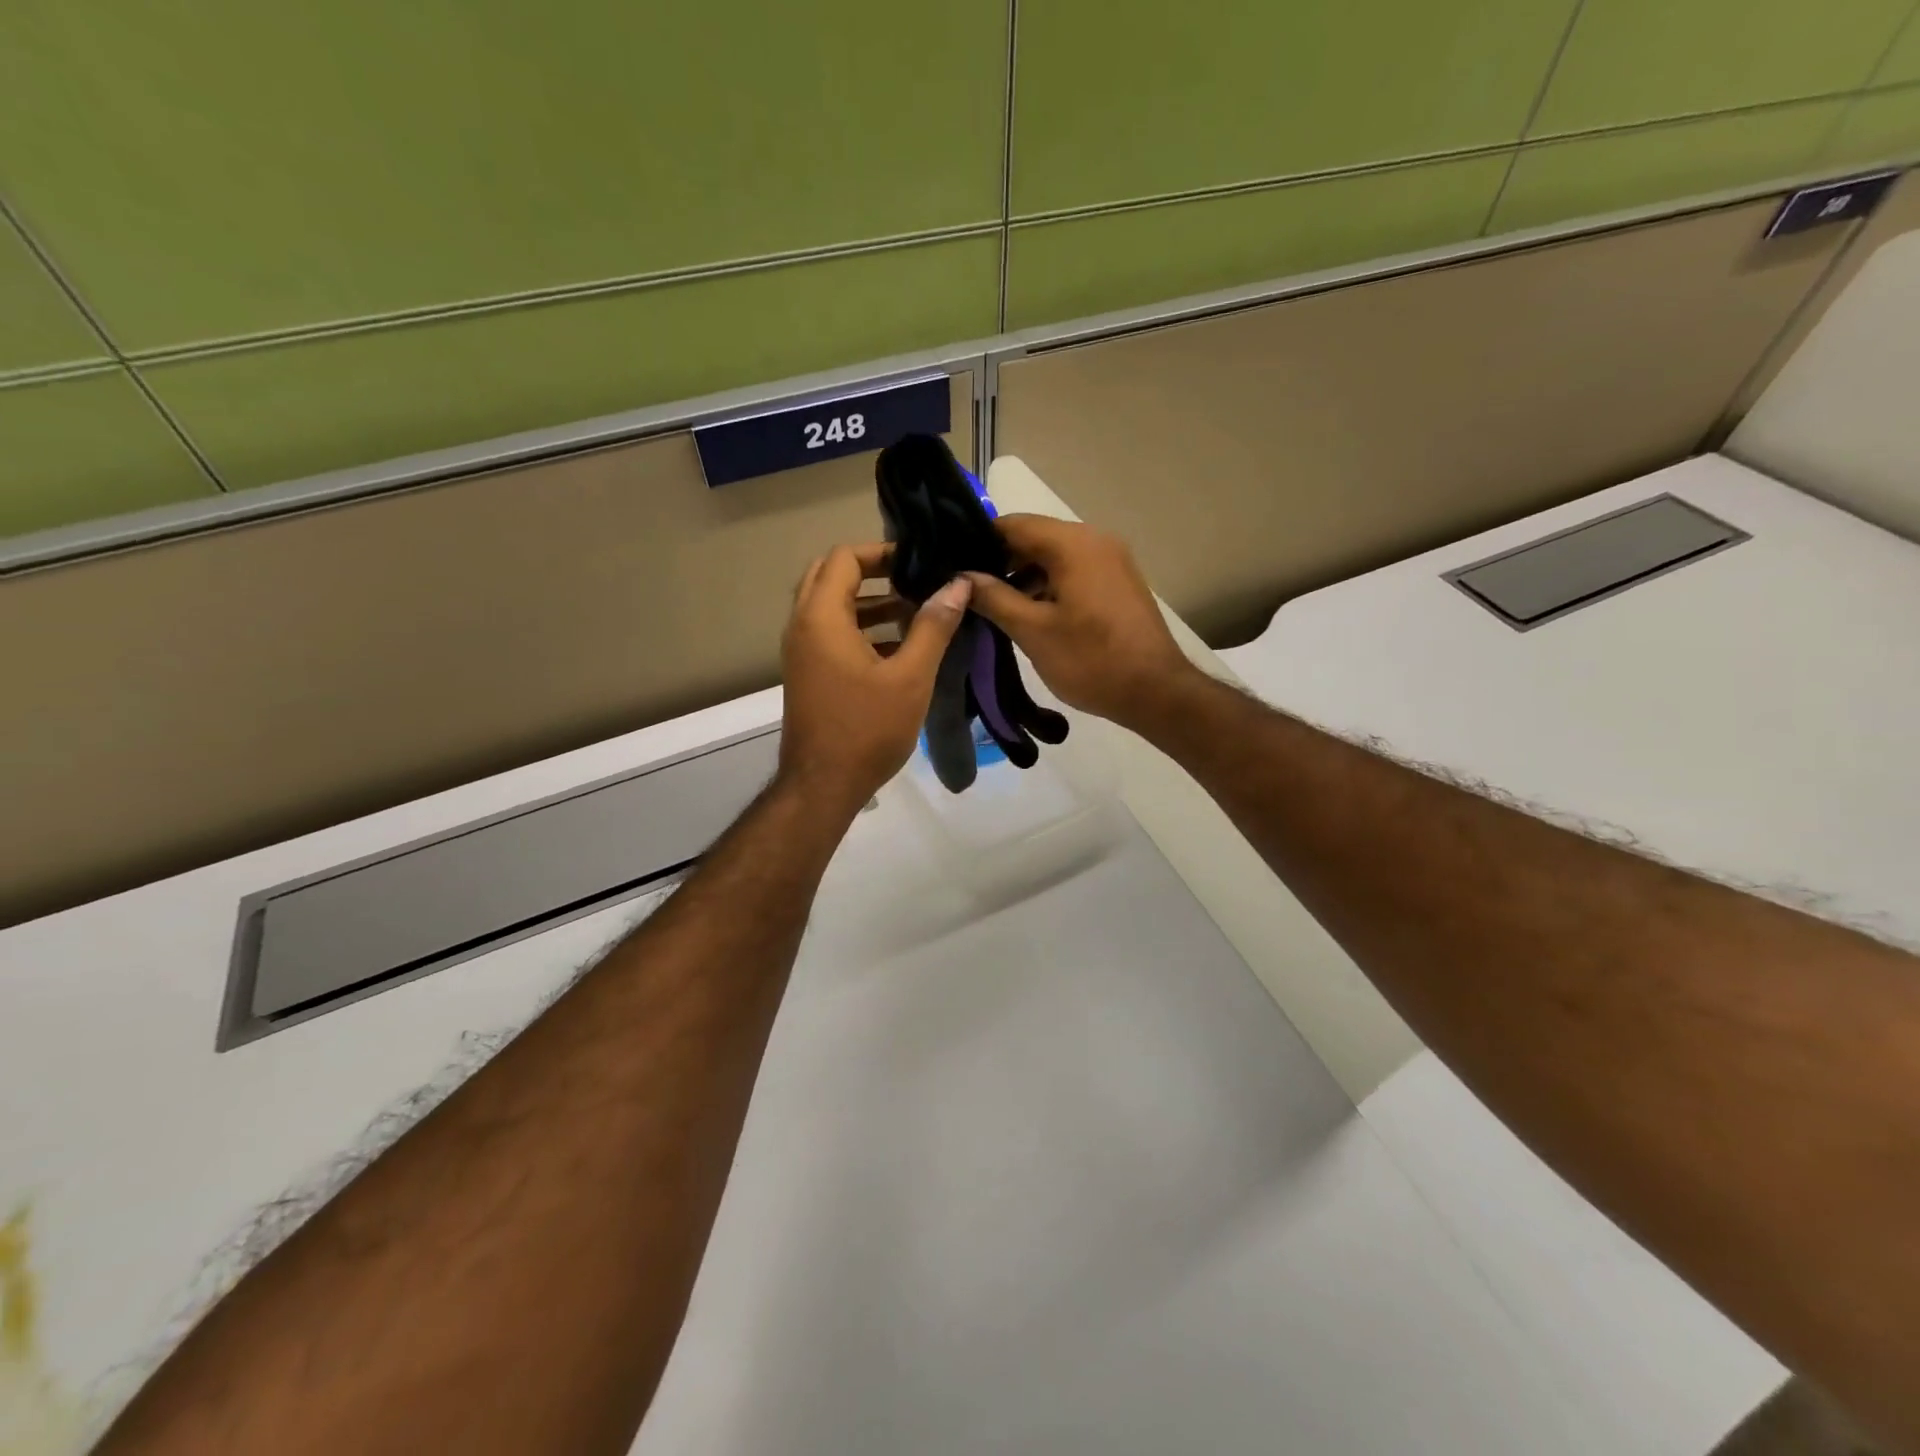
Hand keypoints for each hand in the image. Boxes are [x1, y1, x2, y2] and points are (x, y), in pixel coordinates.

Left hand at [778, 543, 970, 814]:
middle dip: (873, 572)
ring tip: (914, 610)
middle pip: (830, 576)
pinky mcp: (807, 674)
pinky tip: (898, 646)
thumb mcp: (910, 676)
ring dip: (868, 601)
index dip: (883, 552)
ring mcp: (800, 652)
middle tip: (914, 580)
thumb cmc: (867, 729)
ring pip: (829, 606)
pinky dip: (860, 627)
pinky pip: (830, 633)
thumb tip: (958, 584)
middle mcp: (802, 626)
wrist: (823, 785)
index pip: (844, 558)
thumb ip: (933, 626)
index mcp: (821, 618)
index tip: (919, 563)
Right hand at [964, 515, 1196, 733]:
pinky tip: (1028, 614)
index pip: (1012, 524)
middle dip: (999, 562)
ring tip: (993, 608)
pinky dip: (1048, 586)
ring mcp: (1111, 561)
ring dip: (1023, 577)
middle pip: (1034, 538)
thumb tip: (960, 577)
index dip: (977, 541)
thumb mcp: (1033, 630)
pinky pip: (1073, 572)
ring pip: (1054, 557)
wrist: (1156, 692)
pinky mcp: (1118, 583)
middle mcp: (1095, 540)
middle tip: (967, 591)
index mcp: (1073, 543)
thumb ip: (993, 598)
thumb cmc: (1090, 660)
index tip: (952, 566)